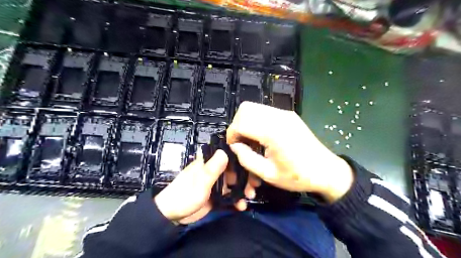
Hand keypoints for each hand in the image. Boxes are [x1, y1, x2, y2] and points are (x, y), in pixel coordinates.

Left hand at [155, 149, 254, 222]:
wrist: (171, 216)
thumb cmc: (184, 196)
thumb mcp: (200, 183)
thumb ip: (212, 169)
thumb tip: (224, 151)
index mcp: (208, 163)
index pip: (228, 155)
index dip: (241, 159)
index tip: (252, 166)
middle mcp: (214, 171)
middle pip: (234, 170)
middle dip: (245, 177)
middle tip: (254, 186)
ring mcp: (216, 184)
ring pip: (234, 183)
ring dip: (243, 189)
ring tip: (250, 196)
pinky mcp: (216, 195)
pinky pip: (229, 195)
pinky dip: (236, 199)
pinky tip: (241, 206)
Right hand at [227, 102, 353, 202]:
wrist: (326, 170)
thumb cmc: (297, 176)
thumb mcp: (268, 174)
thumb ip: (247, 159)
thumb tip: (235, 146)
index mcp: (273, 133)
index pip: (241, 123)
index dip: (232, 134)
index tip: (234, 147)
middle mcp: (278, 117)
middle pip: (245, 108)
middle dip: (237, 124)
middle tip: (240, 141)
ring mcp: (284, 113)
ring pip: (254, 107)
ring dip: (246, 121)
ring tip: (249, 138)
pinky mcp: (289, 115)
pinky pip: (265, 111)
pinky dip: (256, 120)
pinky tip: (261, 135)